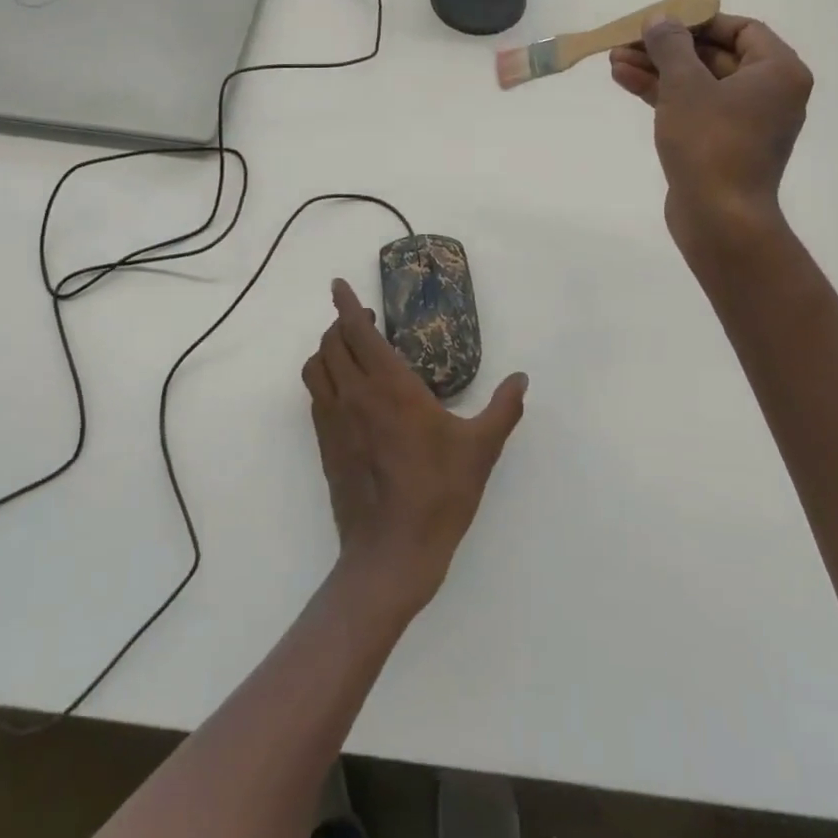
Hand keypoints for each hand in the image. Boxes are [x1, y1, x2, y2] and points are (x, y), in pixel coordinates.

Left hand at [302, 280, 526, 618]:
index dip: (346, 303)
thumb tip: (521, 379)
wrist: (391, 553)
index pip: (358, 331)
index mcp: (390, 386)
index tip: (339, 285)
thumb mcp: (480, 449)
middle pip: (331, 343)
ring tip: (348, 351)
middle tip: (360, 319)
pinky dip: (324, 380)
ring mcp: (334, 421)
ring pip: (316, 368)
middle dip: (340, 323)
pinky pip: (315, 398)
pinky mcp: (325, 446)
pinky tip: (345, 392)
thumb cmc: (439, 494)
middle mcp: (354, 395)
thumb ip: (503, 409)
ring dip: (327, 350)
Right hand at [609, 15, 813, 261]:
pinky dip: (663, 95)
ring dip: (658, 70)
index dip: (698, 21)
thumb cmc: (710, 142)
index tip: (661, 21)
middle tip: (627, 41)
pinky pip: (693, 108)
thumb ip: (671, 46)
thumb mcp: (685, 85)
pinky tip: (626, 81)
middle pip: (714, 56)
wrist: (719, 218)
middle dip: (667, 48)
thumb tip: (660, 19)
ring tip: (614, 60)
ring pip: (698, 83)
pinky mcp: (721, 145)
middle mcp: (769, 93)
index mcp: (777, 72)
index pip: (740, 29)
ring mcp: (744, 122)